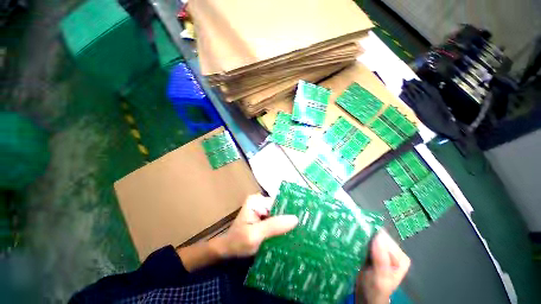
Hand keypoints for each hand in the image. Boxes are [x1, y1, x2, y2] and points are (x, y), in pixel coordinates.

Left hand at [212, 194, 298, 257]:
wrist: (227, 251)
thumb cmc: (238, 243)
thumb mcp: (255, 235)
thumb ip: (274, 226)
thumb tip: (295, 219)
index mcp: (256, 201)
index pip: (278, 204)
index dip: (289, 213)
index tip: (303, 222)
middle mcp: (260, 201)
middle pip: (279, 209)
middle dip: (288, 219)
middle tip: (302, 230)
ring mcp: (261, 209)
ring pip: (278, 215)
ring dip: (285, 225)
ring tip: (298, 234)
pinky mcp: (263, 217)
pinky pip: (275, 221)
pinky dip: (281, 228)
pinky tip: (289, 236)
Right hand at [356, 230, 410, 303]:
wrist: (365, 298)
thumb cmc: (375, 291)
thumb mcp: (380, 278)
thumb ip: (381, 260)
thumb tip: (377, 237)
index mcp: (401, 258)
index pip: (385, 239)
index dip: (371, 237)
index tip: (358, 235)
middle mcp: (393, 252)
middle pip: (377, 237)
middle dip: (364, 236)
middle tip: (351, 236)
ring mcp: (382, 251)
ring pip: (369, 238)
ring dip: (359, 237)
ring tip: (349, 237)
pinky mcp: (371, 252)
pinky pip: (364, 242)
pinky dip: (357, 241)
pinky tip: (350, 241)